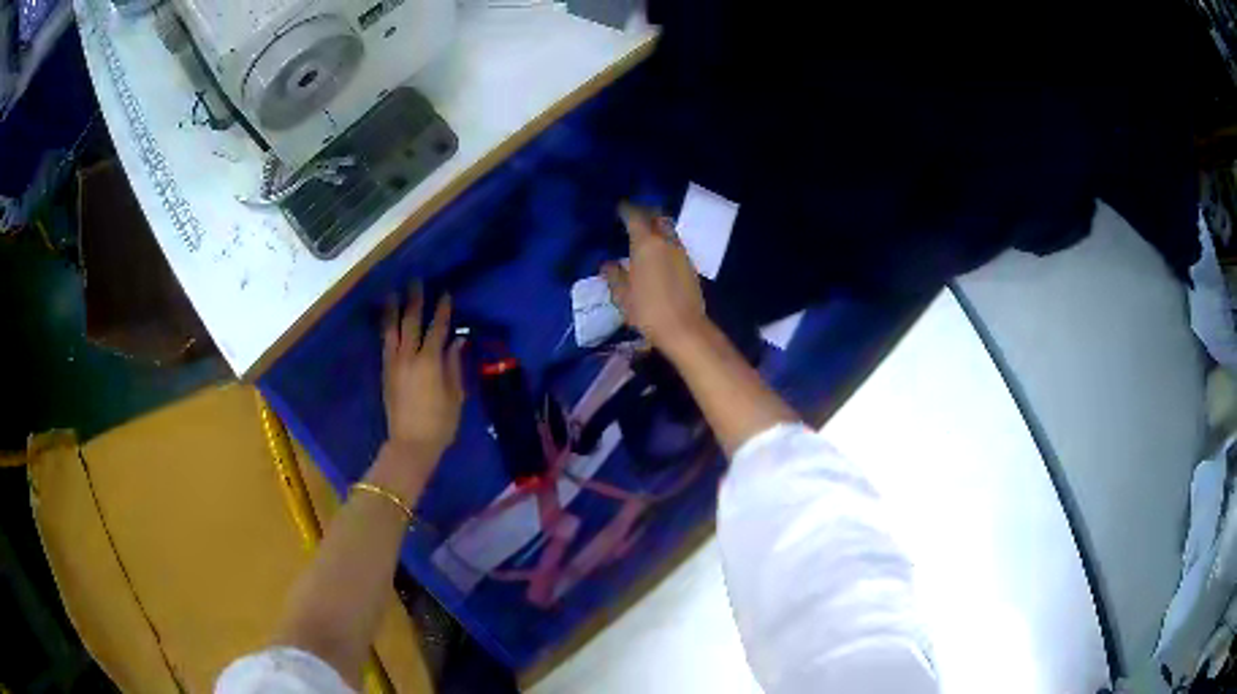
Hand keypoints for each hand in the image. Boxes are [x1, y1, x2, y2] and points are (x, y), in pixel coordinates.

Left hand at [381, 284, 464, 466]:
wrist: (411, 445)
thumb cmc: (440, 423)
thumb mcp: (455, 395)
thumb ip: (454, 365)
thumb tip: (457, 341)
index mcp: (430, 362)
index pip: (437, 329)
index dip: (442, 310)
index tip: (446, 293)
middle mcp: (409, 357)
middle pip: (411, 322)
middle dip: (415, 300)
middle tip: (416, 282)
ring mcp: (393, 364)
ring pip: (391, 330)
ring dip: (393, 309)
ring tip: (393, 292)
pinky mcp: (385, 372)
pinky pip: (385, 343)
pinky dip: (386, 328)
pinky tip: (387, 320)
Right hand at [603, 203, 708, 350]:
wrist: (684, 329)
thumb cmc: (647, 310)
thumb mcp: (622, 295)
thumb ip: (614, 275)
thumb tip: (608, 263)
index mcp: (646, 243)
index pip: (635, 216)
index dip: (626, 210)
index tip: (618, 208)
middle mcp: (666, 241)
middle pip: (656, 217)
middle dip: (645, 213)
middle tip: (632, 217)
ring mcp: (681, 252)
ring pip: (668, 230)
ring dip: (657, 227)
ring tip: (644, 235)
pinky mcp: (690, 265)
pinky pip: (675, 244)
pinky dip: (665, 242)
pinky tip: (657, 254)